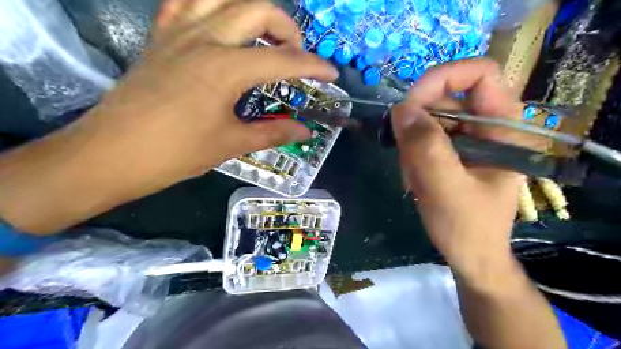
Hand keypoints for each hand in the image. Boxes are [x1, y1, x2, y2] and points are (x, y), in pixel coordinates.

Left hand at [0, 0, 336, 233]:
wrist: (113, 154)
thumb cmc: (176, 153)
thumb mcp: (232, 143)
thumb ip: (274, 132)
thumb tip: (305, 131)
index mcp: (226, 68)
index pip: (283, 60)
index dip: (313, 66)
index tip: (331, 74)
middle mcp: (205, 39)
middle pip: (257, 9)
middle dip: (287, 29)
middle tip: (296, 55)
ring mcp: (178, 32)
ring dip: (252, 10)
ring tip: (264, 35)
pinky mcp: (160, 37)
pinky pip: (186, 2)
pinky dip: (211, 5)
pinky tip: (221, 23)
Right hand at [395, 59, 530, 283]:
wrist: (470, 255)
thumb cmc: (467, 228)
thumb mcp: (446, 189)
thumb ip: (426, 149)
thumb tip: (400, 108)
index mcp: (503, 128)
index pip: (480, 74)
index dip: (442, 78)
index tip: (410, 105)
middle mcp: (486, 126)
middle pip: (446, 97)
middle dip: (418, 123)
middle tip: (404, 154)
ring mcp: (468, 138)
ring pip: (429, 118)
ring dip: (412, 145)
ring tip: (413, 176)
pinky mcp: (452, 150)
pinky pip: (424, 137)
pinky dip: (411, 154)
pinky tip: (413, 178)